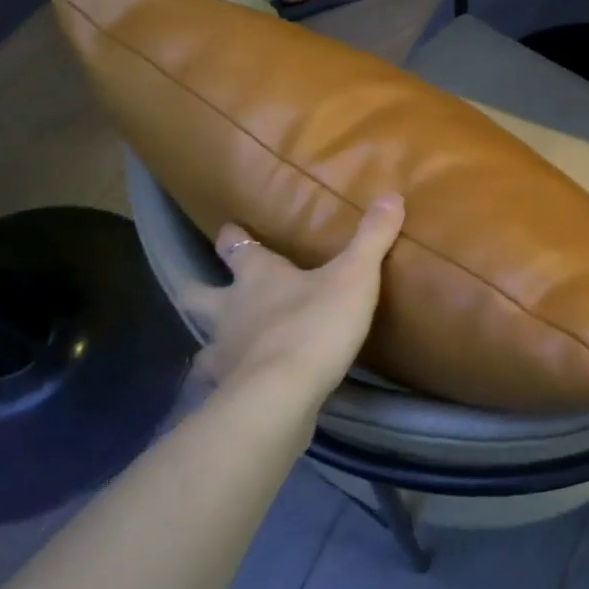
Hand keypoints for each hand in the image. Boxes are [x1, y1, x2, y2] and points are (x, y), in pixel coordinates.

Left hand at [184, 195, 405, 405]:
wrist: (281, 393)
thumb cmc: (315, 325)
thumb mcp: (355, 277)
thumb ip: (371, 239)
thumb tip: (391, 195)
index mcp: (258, 276)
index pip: (237, 248)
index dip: (234, 237)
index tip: (231, 229)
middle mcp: (230, 309)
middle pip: (198, 293)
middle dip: (199, 287)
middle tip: (205, 286)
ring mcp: (222, 350)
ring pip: (202, 338)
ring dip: (210, 338)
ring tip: (223, 344)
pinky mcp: (225, 388)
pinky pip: (215, 381)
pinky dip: (221, 381)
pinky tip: (232, 387)